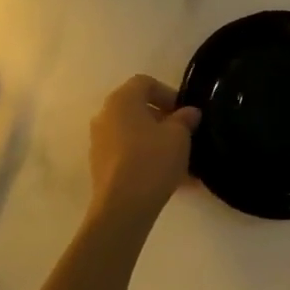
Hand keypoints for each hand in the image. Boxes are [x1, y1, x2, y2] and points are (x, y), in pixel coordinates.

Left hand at [88, 75, 199, 222]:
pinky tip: (169, 178)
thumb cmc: (152, 160)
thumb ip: (185, 119)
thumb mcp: (179, 136)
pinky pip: (128, 154)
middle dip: (163, 120)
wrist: (123, 207)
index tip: (185, 113)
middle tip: (184, 135)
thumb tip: (189, 113)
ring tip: (181, 162)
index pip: (145, 83)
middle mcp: (105, 116)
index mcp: (121, 100)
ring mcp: (99, 142)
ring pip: (134, 134)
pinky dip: (146, 159)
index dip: (168, 93)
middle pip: (138, 108)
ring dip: (156, 142)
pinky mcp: (100, 166)